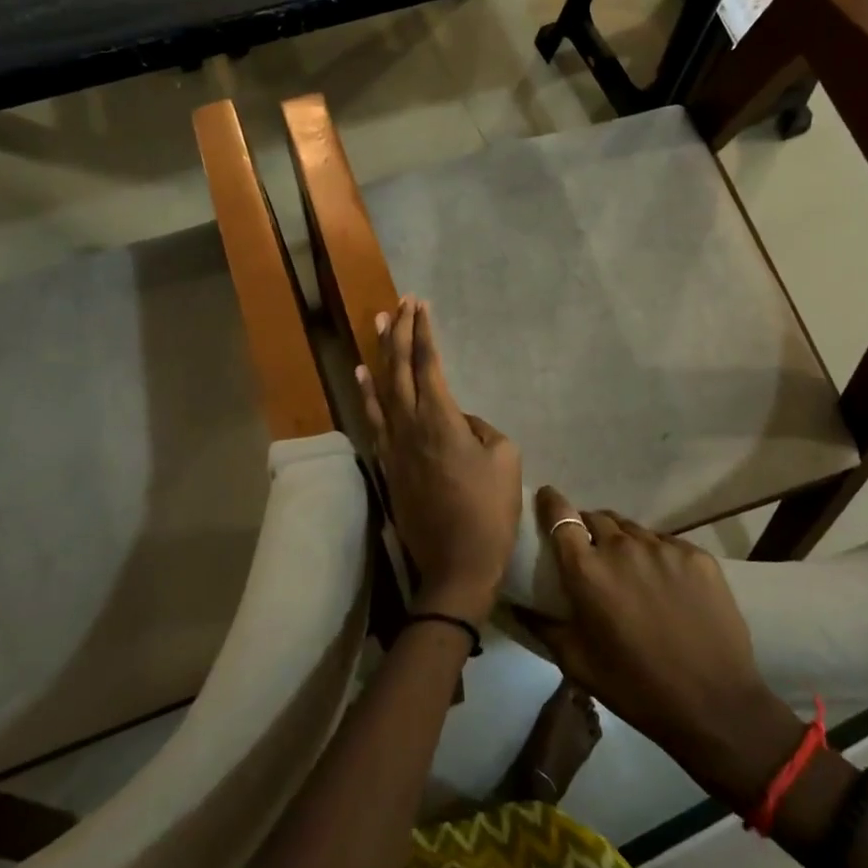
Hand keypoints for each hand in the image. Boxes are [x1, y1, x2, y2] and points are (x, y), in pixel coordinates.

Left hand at [357, 297, 521, 623]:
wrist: (455, 564)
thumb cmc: (488, 512)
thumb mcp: (505, 459)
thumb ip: (480, 427)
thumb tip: (458, 421)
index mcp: (439, 419)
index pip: (427, 363)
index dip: (422, 331)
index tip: (420, 304)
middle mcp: (409, 424)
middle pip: (398, 368)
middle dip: (398, 331)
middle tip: (398, 302)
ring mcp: (393, 445)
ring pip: (381, 388)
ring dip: (379, 353)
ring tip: (377, 323)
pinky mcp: (388, 464)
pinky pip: (374, 417)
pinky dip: (367, 393)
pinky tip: (362, 376)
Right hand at [522, 488, 804, 806]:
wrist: (714, 705)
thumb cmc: (635, 688)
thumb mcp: (577, 663)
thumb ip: (542, 626)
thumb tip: (515, 604)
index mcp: (587, 570)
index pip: (561, 516)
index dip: (551, 503)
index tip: (547, 499)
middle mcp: (622, 548)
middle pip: (597, 518)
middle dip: (588, 528)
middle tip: (591, 553)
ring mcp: (663, 548)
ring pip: (632, 529)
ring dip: (623, 541)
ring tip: (629, 568)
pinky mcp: (697, 556)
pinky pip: (666, 543)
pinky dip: (657, 554)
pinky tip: (664, 582)